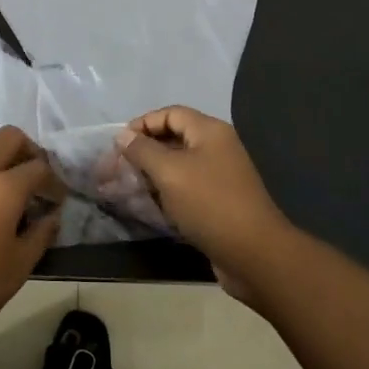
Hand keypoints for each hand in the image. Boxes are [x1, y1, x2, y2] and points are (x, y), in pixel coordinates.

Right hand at [114, 106, 303, 300]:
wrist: (253, 253)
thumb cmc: (209, 203)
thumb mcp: (170, 172)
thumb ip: (143, 150)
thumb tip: (123, 134)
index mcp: (210, 132)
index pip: (170, 114)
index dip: (142, 124)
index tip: (118, 144)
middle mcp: (216, 148)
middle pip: (173, 138)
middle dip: (142, 151)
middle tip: (116, 169)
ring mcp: (219, 176)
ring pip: (178, 166)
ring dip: (151, 174)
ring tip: (124, 188)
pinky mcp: (217, 202)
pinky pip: (185, 188)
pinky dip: (165, 193)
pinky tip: (147, 205)